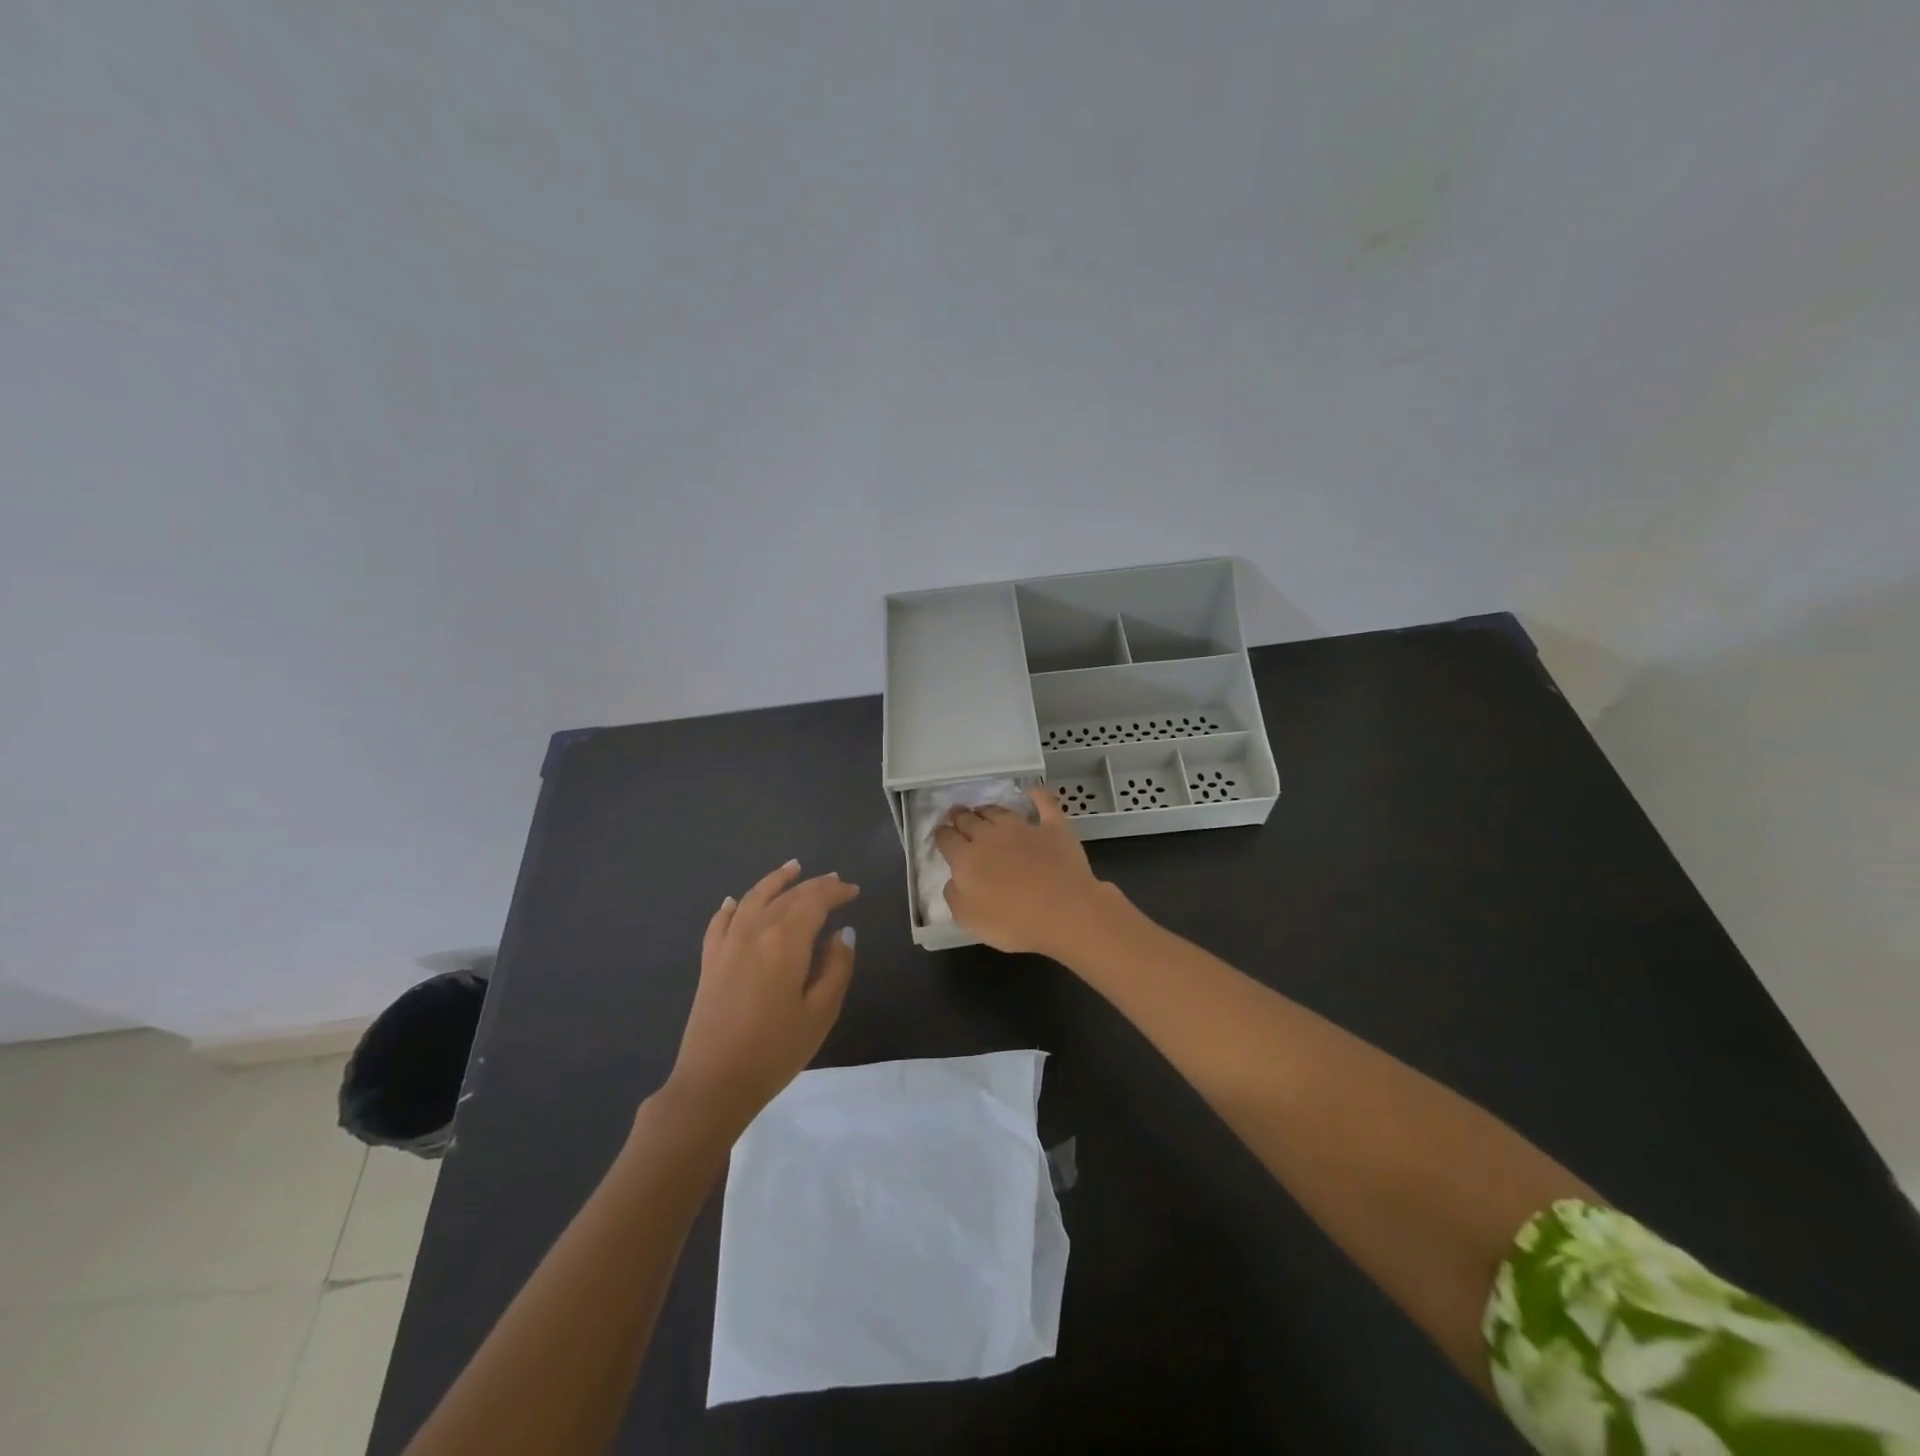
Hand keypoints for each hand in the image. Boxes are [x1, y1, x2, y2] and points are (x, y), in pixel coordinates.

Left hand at [665, 861, 859, 1132]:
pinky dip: (732, 906)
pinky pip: (721, 922)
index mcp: (785, 941)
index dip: (835, 891)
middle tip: (834, 880)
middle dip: (813, 885)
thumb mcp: (821, 1012)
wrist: (714, 1083)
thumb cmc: (776, 1050)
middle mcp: (755, 931)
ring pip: (753, 898)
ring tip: (792, 868)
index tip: (853, 891)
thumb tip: (843, 934)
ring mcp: (728, 944)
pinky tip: (737, 900)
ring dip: (775, 880)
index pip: (814, 901)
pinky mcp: (710, 962)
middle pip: (787, 896)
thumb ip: (836, 967)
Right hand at [935, 787, 1114, 956]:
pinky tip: (1032, 790)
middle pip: (969, 820)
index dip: (941, 835)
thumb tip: (953, 879)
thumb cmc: (1013, 922)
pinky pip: (1045, 804)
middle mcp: (990, 836)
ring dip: (987, 809)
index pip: (947, 839)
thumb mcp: (969, 919)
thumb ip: (954, 896)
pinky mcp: (1053, 828)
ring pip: (999, 811)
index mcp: (966, 858)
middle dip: (959, 816)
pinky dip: (1037, 795)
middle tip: (956, 813)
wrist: (1064, 911)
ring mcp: (1023, 828)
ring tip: (982, 809)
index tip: (940, 833)